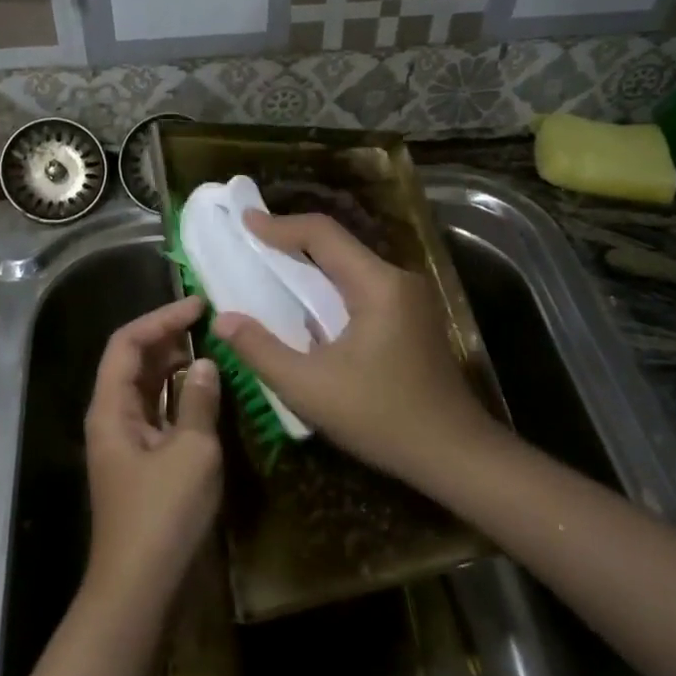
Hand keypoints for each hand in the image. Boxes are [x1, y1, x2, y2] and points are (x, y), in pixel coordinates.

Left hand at [83, 295, 222, 607]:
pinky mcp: (142, 461)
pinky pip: (158, 412)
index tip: (198, 305)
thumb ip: (198, 401)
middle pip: (132, 361)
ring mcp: (126, 441)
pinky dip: (179, 395)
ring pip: (146, 387)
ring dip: (174, 365)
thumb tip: (204, 364)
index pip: (127, 343)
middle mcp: (112, 417)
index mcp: (111, 408)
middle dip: (166, 337)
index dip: (160, 318)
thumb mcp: (192, 451)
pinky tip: (206, 392)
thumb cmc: (163, 514)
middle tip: (208, 323)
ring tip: (211, 348)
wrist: (141, 587)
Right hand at [213, 211, 491, 485]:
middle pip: (339, 245)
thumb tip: (222, 320)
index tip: (244, 221)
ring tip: (270, 268)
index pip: (323, 235)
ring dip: (311, 265)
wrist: (453, 454)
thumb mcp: (309, 389)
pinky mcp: (412, 317)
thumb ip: (261, 350)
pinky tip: (307, 304)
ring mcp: (410, 298)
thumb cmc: (381, 419)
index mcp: (378, 286)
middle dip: (292, 241)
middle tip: (251, 242)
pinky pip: (363, 286)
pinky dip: (329, 286)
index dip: (280, 226)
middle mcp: (398, 280)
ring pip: (351, 266)